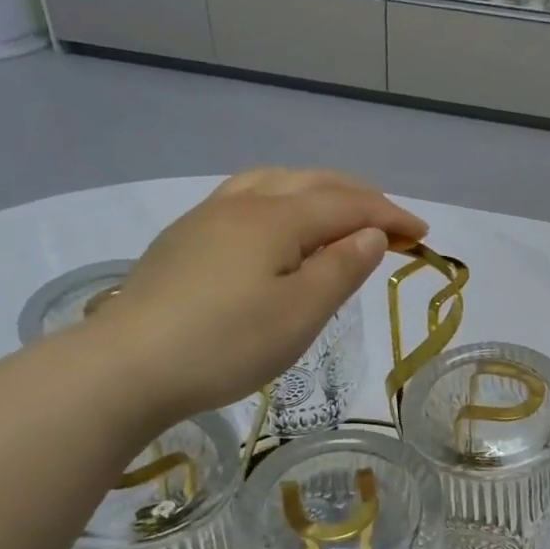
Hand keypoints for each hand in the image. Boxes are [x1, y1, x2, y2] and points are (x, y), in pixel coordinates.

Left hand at [87, 169, 427, 420]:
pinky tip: (278, 227)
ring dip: (319, 192)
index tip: (424, 234)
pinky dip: (284, 202)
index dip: (391, 215)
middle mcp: (243, 202)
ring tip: (340, 214)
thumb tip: (371, 233)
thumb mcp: (299, 314)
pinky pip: (248, 198)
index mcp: (277, 217)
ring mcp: (207, 216)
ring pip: (276, 183)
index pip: (348, 204)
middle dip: (360, 198)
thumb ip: (341, 268)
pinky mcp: (184, 238)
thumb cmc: (225, 345)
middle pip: (313, 183)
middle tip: (392, 223)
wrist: (125, 366)